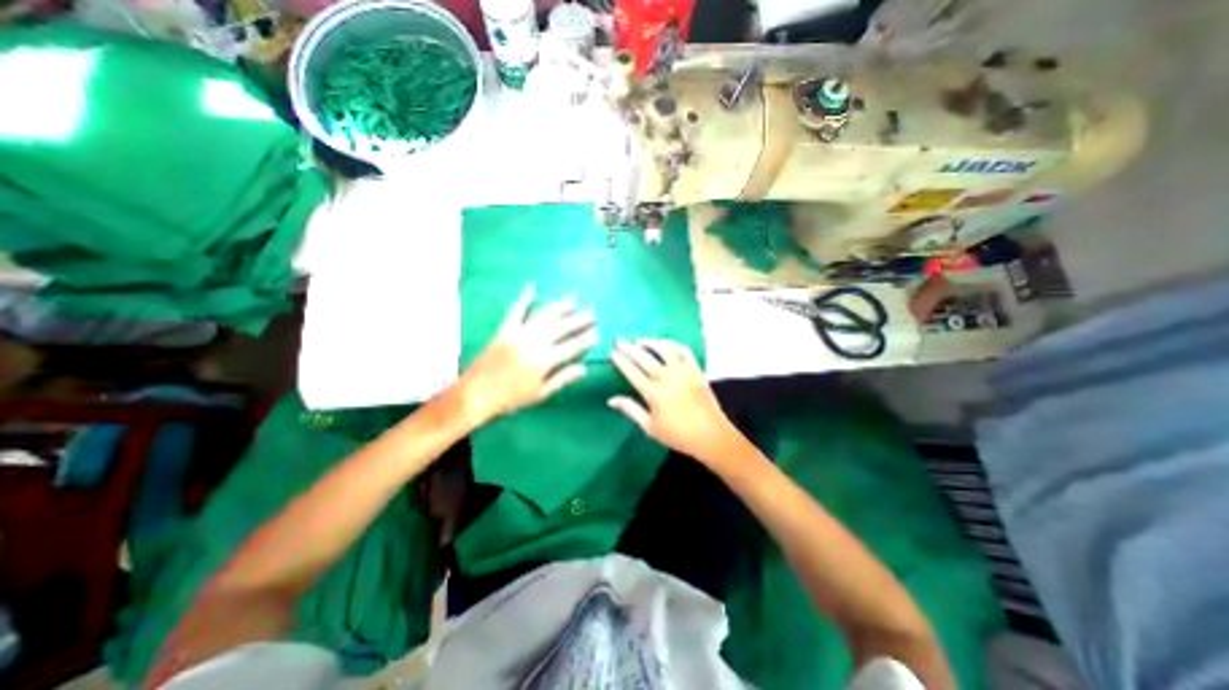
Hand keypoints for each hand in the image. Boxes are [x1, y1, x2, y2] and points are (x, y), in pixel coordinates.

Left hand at [455, 285, 601, 426]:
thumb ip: (562, 378)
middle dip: (579, 320)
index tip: (598, 333)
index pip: (572, 347)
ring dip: (560, 306)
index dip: (586, 340)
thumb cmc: (511, 398)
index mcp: (544, 361)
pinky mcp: (505, 329)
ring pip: (544, 316)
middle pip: (561, 328)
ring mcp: (519, 334)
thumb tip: (584, 368)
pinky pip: (515, 311)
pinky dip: (524, 299)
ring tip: (573, 299)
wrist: (477, 393)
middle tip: (592, 313)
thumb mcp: (540, 394)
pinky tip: (532, 287)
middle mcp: (534, 343)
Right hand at [605, 337, 739, 460]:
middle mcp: (667, 378)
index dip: (621, 361)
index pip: (633, 372)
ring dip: (650, 342)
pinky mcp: (696, 370)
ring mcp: (683, 371)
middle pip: (644, 358)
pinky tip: (664, 343)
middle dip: (629, 348)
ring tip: (639, 340)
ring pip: (664, 349)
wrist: (711, 435)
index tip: (612, 352)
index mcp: (654, 394)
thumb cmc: (678, 435)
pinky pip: (683, 350)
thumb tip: (611, 400)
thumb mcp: (650, 427)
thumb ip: (631, 410)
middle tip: (619, 340)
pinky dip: (672, 344)